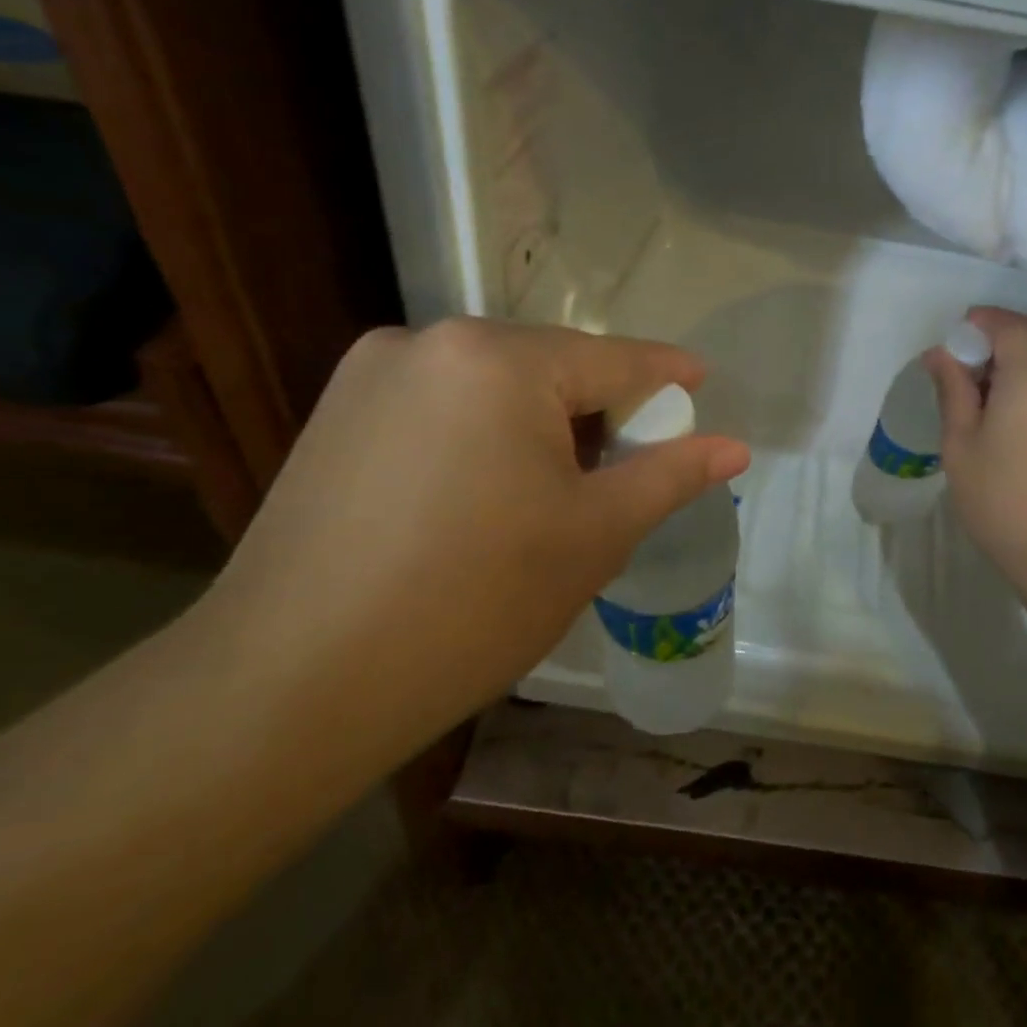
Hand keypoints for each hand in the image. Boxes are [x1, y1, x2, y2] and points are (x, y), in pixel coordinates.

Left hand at [201, 319, 747, 758]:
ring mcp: (373, 375)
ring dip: (540, 422)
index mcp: (499, 358)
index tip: (702, 382)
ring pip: (495, 385)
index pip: (613, 359)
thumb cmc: (473, 601)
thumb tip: (734, 447)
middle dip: (599, 408)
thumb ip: (669, 475)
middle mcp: (431, 342)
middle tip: (630, 463)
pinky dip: (485, 433)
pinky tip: (486, 493)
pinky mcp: (337, 414)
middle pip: (551, 367)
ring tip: (559, 488)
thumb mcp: (594, 535)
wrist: (292, 684)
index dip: (666, 375)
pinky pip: (444, 405)